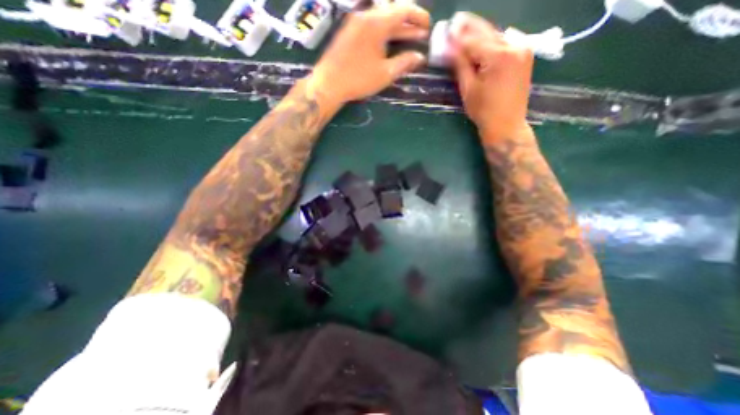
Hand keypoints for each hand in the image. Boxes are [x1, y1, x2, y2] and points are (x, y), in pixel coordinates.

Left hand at [307, 2, 431, 106]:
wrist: (329, 83)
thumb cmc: (358, 79)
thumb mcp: (385, 73)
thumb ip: (404, 62)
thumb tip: (420, 57)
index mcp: (377, 22)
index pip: (404, 10)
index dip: (419, 17)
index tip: (428, 27)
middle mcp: (366, 15)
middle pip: (393, 12)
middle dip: (409, 22)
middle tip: (420, 34)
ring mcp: (355, 22)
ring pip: (381, 19)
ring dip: (396, 28)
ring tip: (408, 37)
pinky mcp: (349, 32)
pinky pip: (371, 25)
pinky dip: (383, 32)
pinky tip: (388, 42)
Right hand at [450, 13, 531, 136]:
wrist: (507, 125)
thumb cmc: (484, 111)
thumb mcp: (468, 89)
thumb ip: (460, 65)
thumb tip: (448, 47)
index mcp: (498, 56)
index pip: (473, 40)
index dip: (457, 35)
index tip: (446, 29)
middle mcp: (514, 45)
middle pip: (487, 32)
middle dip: (470, 27)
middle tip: (456, 20)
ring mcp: (523, 48)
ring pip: (497, 35)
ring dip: (481, 33)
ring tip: (466, 30)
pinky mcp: (525, 55)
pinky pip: (506, 41)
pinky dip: (493, 40)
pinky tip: (484, 41)